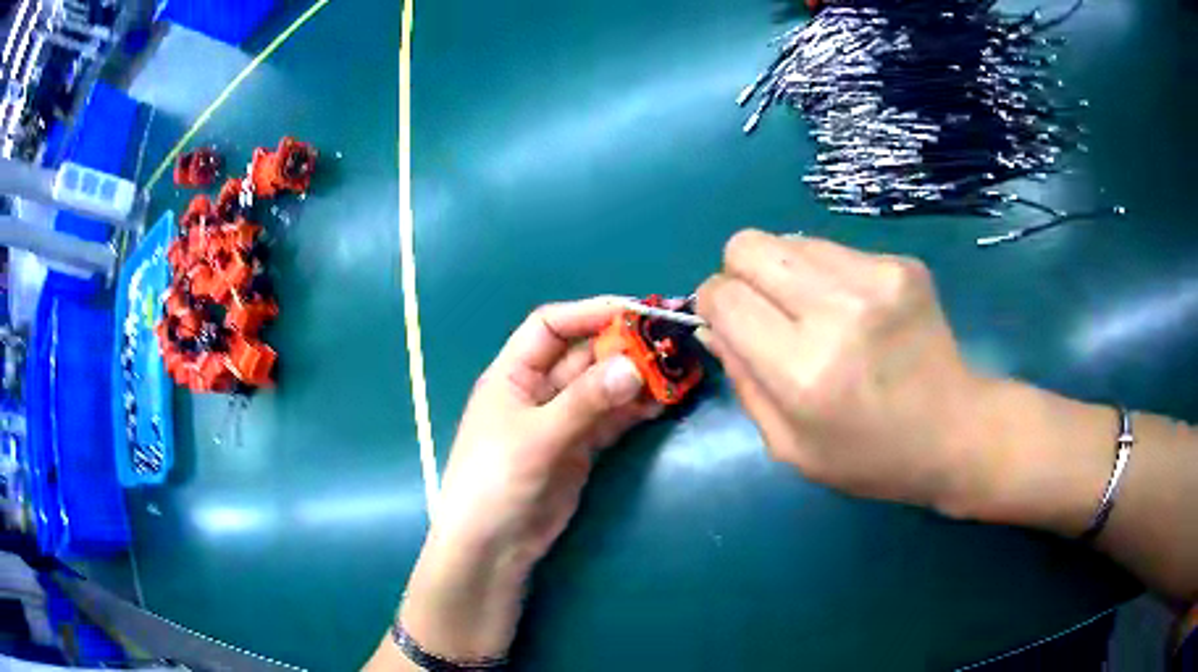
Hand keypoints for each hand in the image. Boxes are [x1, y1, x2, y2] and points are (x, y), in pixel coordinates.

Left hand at [395, 297, 660, 661]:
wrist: (492, 546)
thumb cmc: (496, 481)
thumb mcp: (537, 437)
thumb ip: (584, 402)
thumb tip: (633, 367)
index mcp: (513, 374)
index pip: (551, 326)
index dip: (589, 313)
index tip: (634, 312)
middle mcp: (538, 390)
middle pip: (583, 355)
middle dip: (621, 347)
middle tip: (666, 344)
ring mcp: (561, 420)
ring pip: (602, 387)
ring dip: (634, 379)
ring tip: (672, 374)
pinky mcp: (579, 448)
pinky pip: (610, 419)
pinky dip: (633, 410)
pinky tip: (660, 405)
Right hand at [696, 230, 990, 514]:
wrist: (955, 431)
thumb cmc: (869, 456)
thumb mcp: (789, 447)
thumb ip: (743, 381)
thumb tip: (713, 324)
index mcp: (804, 371)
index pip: (726, 296)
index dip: (714, 303)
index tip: (728, 322)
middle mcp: (838, 311)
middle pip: (748, 245)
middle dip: (740, 273)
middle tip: (766, 310)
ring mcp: (876, 278)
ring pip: (789, 239)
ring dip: (786, 272)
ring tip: (815, 312)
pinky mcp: (902, 263)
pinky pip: (834, 249)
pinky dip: (828, 274)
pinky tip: (854, 309)